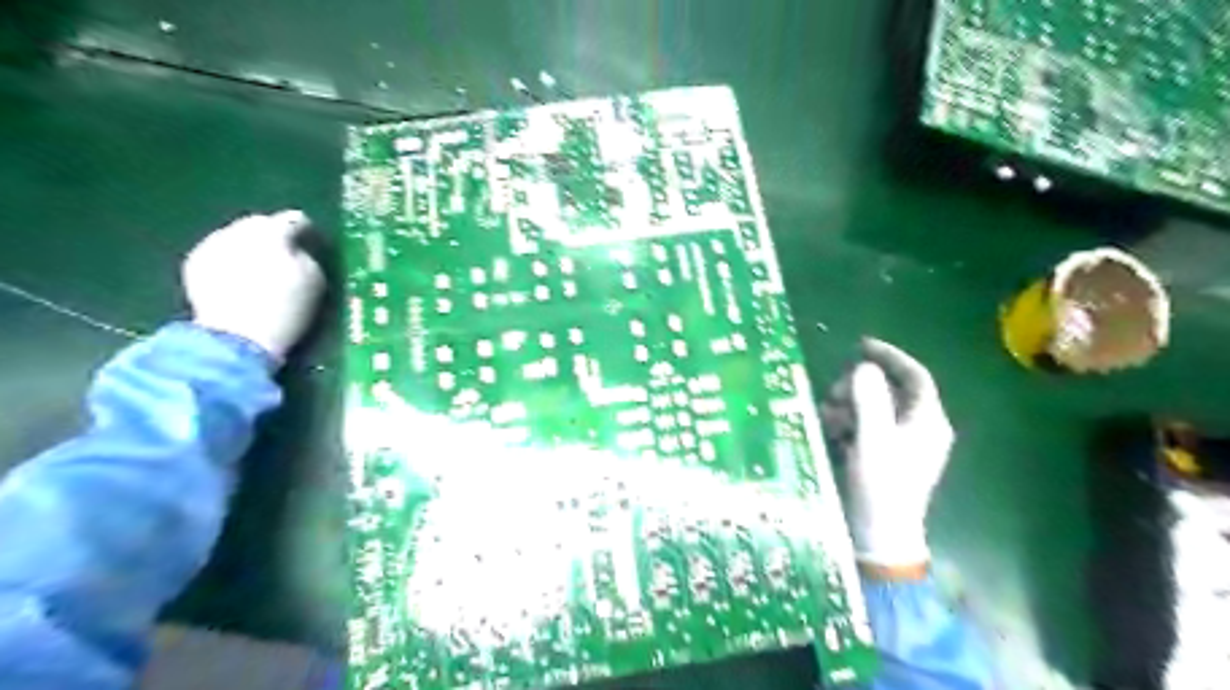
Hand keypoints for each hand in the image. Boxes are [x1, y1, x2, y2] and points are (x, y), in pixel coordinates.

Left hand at [181, 207, 323, 361]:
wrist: (237, 337)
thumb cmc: (286, 309)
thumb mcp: (314, 280)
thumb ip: (306, 255)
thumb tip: (296, 247)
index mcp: (272, 234)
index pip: (292, 220)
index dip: (304, 230)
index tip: (311, 240)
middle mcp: (238, 231)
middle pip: (259, 223)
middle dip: (272, 234)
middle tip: (285, 253)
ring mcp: (212, 245)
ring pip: (236, 235)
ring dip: (250, 246)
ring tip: (260, 266)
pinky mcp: (194, 263)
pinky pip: (219, 251)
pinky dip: (231, 258)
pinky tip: (238, 277)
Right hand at [821, 337, 954, 569]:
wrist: (879, 536)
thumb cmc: (881, 486)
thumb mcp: (873, 440)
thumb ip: (869, 400)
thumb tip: (864, 368)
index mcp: (927, 421)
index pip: (914, 375)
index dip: (890, 356)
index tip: (861, 345)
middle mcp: (918, 428)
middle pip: (889, 390)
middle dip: (858, 387)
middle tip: (833, 394)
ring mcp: (901, 444)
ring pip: (873, 408)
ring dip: (848, 406)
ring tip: (827, 417)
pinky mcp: (884, 457)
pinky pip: (865, 427)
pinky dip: (847, 424)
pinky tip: (831, 432)